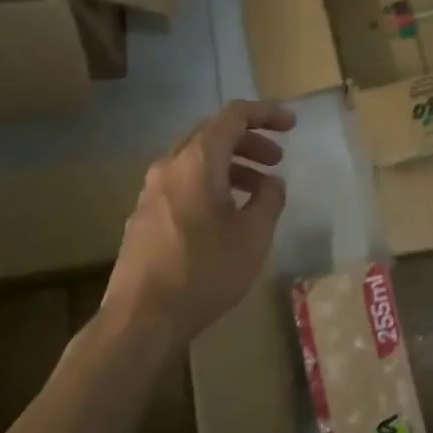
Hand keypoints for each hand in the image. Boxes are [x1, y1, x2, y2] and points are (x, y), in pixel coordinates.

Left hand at [102, 100, 295, 348]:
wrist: (141, 318)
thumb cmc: (204, 272)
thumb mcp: (252, 237)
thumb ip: (269, 201)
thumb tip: (272, 183)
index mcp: (197, 161)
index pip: (233, 116)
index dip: (265, 114)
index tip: (291, 125)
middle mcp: (169, 166)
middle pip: (212, 135)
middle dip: (248, 141)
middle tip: (277, 160)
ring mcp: (151, 190)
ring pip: (196, 160)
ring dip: (230, 166)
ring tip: (258, 193)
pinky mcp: (144, 214)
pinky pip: (182, 182)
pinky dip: (210, 184)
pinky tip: (225, 215)